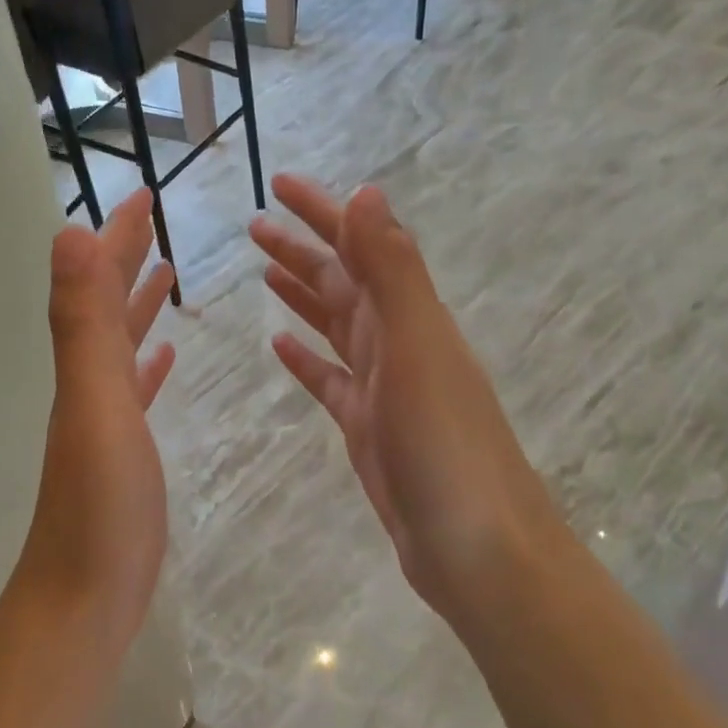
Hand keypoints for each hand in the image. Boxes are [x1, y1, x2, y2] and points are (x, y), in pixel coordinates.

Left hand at [12, 189, 175, 653]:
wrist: (84, 597)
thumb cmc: (101, 505)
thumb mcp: (95, 404)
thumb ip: (82, 322)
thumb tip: (67, 232)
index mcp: (83, 367)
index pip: (98, 283)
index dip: (118, 237)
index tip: (146, 194)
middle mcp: (87, 385)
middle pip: (105, 307)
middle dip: (126, 259)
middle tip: (154, 221)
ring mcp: (104, 421)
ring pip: (120, 345)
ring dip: (137, 306)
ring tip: (164, 275)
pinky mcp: (124, 454)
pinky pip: (136, 392)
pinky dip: (149, 366)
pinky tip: (164, 358)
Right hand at [251, 175, 560, 624]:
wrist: (473, 543)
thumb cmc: (443, 443)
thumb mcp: (416, 347)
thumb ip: (391, 271)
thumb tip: (367, 192)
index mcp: (410, 316)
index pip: (361, 247)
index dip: (323, 213)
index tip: (279, 184)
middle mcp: (399, 342)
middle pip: (343, 282)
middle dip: (302, 249)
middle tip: (255, 225)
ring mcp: (383, 386)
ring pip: (336, 325)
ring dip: (304, 295)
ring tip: (265, 271)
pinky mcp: (368, 427)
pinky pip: (330, 380)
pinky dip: (307, 357)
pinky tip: (280, 346)